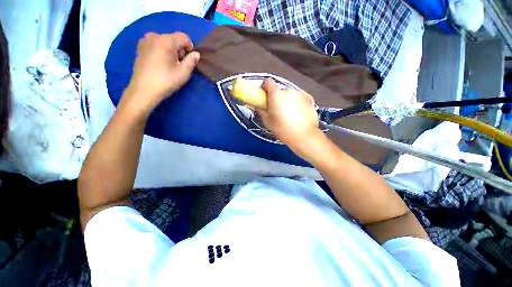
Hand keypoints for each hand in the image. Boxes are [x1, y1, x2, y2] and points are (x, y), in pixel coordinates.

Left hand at [122, 32, 199, 115]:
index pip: (183, 37)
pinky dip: (161, 52)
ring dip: (171, 51)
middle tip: (180, 65)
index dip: (190, 47)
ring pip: (164, 42)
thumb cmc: (166, 81)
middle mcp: (154, 36)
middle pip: (173, 39)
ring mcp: (145, 41)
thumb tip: (196, 54)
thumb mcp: (183, 73)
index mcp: (165, 41)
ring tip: (170, 65)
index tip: (190, 60)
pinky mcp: (140, 48)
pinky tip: (161, 64)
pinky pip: (156, 45)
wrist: (144, 90)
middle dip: (180, 50)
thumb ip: (192, 61)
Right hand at [256, 79, 322, 156]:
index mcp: (276, 94)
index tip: (265, 95)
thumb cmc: (282, 129)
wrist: (302, 135)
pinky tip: (299, 113)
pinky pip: (301, 98)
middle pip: (281, 90)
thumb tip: (254, 106)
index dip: (265, 87)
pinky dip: (299, 103)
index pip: (268, 82)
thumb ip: (260, 111)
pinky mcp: (310, 99)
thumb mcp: (267, 121)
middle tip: (277, 109)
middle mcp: (288, 90)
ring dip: (289, 100)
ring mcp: (300, 93)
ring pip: (291, 94)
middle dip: (278, 97)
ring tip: (290, 113)